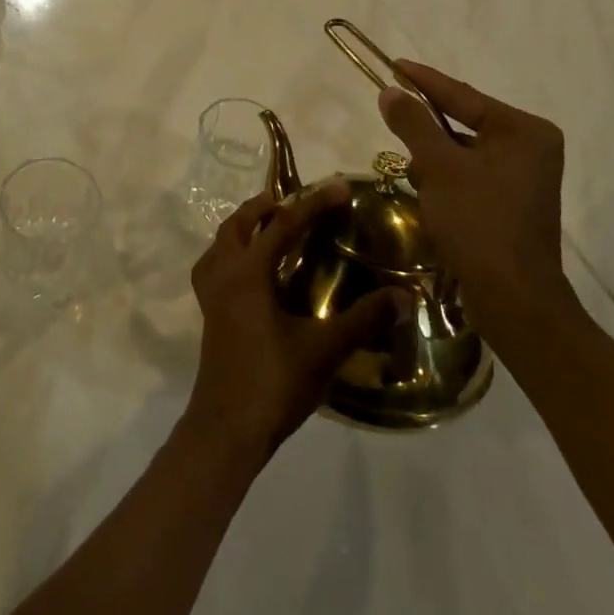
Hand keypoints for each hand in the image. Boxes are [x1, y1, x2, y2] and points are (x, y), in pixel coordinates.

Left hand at [183, 182, 400, 467]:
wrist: (228, 427)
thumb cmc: (274, 382)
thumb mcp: (325, 349)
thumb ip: (364, 320)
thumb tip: (405, 297)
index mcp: (249, 272)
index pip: (284, 225)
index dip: (313, 204)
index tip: (338, 186)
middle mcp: (225, 273)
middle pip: (240, 224)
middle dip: (266, 207)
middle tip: (293, 201)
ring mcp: (211, 294)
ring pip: (221, 242)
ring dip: (243, 226)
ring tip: (266, 224)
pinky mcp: (208, 313)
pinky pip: (212, 267)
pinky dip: (227, 254)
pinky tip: (244, 270)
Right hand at [378, 60, 573, 333]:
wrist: (513, 299)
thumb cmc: (479, 222)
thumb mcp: (439, 167)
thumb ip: (414, 123)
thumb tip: (391, 91)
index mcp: (524, 131)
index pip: (463, 95)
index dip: (423, 80)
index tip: (393, 64)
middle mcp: (530, 148)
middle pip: (464, 122)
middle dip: (426, 128)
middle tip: (392, 117)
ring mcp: (524, 177)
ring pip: (463, 151)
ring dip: (433, 158)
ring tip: (412, 171)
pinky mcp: (512, 202)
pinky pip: (470, 174)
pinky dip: (446, 179)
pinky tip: (428, 194)